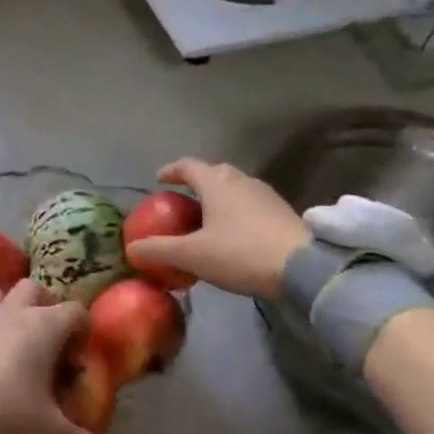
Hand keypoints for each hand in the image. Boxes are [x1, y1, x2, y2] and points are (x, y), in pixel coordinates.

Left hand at [0, 280, 98, 433]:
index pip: (76, 311)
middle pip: (34, 289)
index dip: (82, 335)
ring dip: (8, 310)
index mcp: (44, 326)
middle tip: (45, 344)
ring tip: (9, 344)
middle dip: (44, 308)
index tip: (74, 367)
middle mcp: (12, 312)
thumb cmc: (9, 419)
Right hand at [125, 158, 308, 299]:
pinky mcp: (281, 211)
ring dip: (219, 195)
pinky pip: (251, 202)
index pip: (188, 166)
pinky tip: (235, 231)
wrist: (302, 267)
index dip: (171, 170)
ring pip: (235, 186)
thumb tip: (131, 248)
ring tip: (208, 216)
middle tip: (184, 198)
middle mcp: (241, 180)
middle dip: (197, 181)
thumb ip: (159, 250)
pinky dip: (237, 209)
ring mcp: (265, 194)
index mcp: (216, 183)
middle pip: (214, 172)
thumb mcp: (193, 255)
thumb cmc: (240, 253)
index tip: (159, 179)